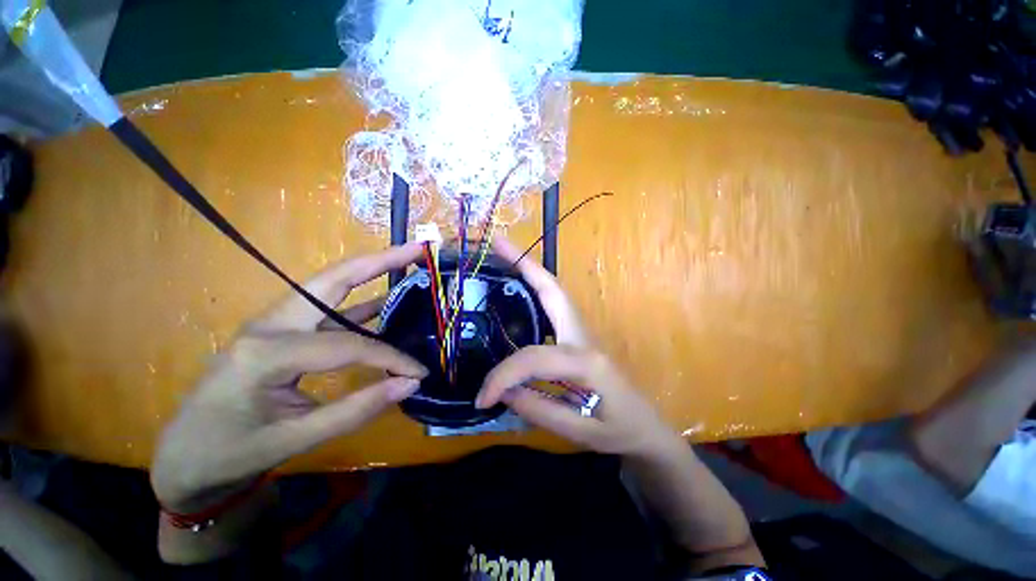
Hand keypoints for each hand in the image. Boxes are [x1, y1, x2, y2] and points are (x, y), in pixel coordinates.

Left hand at [151, 244, 427, 511]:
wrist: (184, 457)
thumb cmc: (230, 452)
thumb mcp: (293, 440)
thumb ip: (357, 409)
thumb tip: (411, 383)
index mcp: (266, 353)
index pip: (348, 345)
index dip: (390, 357)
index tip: (419, 372)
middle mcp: (270, 324)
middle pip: (333, 280)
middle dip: (380, 261)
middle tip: (418, 250)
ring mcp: (273, 322)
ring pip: (330, 286)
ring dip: (370, 270)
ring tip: (407, 259)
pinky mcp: (281, 329)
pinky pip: (327, 307)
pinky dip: (359, 299)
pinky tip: (384, 299)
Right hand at [475, 239, 679, 457]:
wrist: (647, 428)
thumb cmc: (620, 431)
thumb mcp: (581, 432)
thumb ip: (539, 409)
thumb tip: (503, 391)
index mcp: (587, 361)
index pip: (534, 358)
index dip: (504, 376)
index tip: (483, 398)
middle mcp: (584, 336)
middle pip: (553, 291)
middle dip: (525, 265)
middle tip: (499, 244)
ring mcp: (583, 331)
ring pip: (554, 292)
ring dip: (530, 271)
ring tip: (506, 255)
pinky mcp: (578, 335)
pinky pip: (554, 305)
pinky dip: (536, 289)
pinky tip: (520, 287)